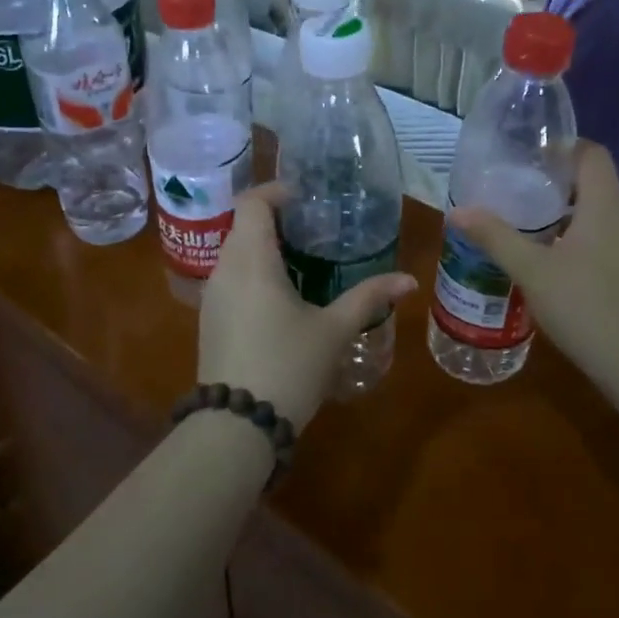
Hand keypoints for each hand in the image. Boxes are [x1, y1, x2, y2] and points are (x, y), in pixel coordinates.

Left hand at [199, 187, 417, 430]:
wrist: (236, 426)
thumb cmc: (288, 367)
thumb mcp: (334, 331)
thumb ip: (369, 298)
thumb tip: (409, 280)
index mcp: (251, 260)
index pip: (252, 202)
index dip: (277, 191)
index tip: (307, 200)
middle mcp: (224, 270)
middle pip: (243, 225)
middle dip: (275, 220)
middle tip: (314, 229)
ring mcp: (212, 297)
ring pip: (234, 253)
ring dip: (264, 247)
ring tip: (303, 260)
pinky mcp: (209, 320)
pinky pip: (230, 278)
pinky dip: (253, 272)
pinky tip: (281, 296)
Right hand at [447, 142, 618, 399]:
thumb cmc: (585, 306)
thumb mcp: (531, 270)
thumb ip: (495, 237)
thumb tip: (457, 211)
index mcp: (605, 203)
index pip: (590, 152)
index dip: (560, 147)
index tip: (525, 158)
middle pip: (592, 180)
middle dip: (554, 181)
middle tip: (515, 191)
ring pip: (598, 211)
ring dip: (565, 211)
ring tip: (526, 224)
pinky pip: (605, 236)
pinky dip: (579, 236)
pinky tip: (552, 260)